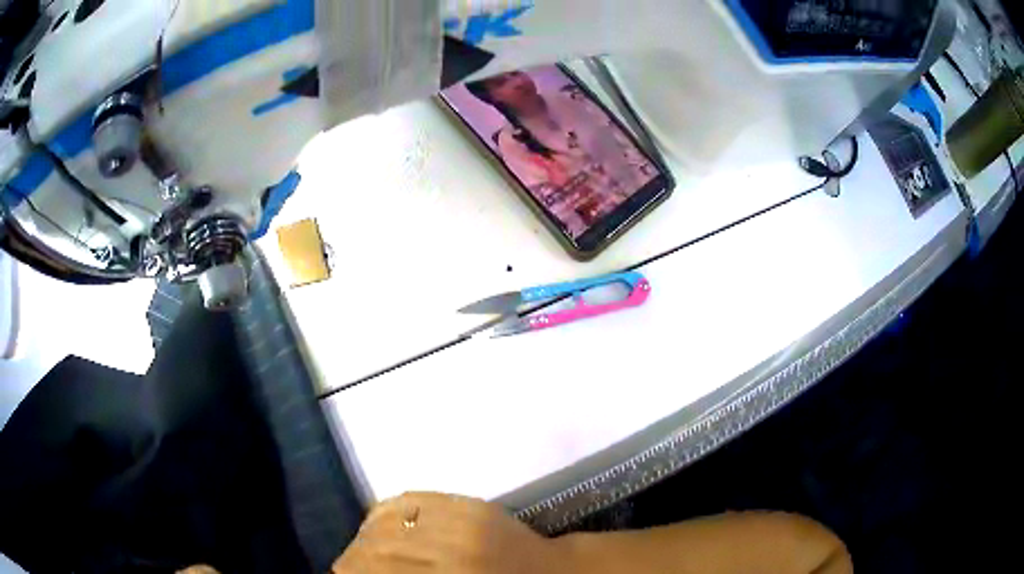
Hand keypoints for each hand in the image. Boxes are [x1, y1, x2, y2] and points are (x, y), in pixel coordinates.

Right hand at [333, 492, 566, 573]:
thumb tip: (364, 572)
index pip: (379, 569)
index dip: (351, 571)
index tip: (339, 573)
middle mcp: (451, 549)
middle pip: (379, 547)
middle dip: (353, 557)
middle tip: (345, 565)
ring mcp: (462, 520)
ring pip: (389, 520)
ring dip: (364, 534)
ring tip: (357, 546)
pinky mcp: (470, 502)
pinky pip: (412, 498)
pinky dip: (386, 510)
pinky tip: (376, 521)